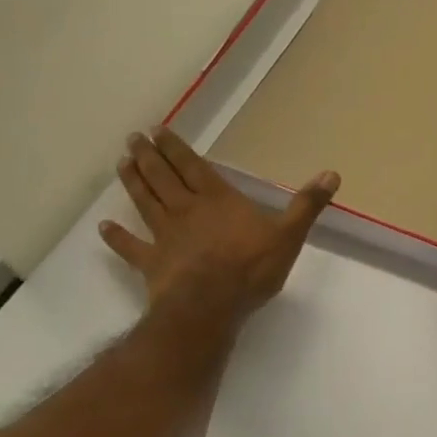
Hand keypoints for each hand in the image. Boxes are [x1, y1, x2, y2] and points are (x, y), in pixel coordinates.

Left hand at [99, 128, 338, 321]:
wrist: (211, 307)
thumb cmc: (251, 268)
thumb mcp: (289, 234)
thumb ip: (307, 204)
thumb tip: (332, 173)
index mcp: (217, 199)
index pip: (192, 166)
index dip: (175, 148)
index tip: (157, 130)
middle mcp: (186, 210)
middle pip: (163, 178)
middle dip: (148, 157)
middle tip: (132, 138)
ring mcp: (164, 236)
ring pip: (145, 203)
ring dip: (132, 183)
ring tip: (120, 164)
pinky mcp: (151, 264)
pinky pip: (130, 248)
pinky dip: (117, 237)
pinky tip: (103, 227)